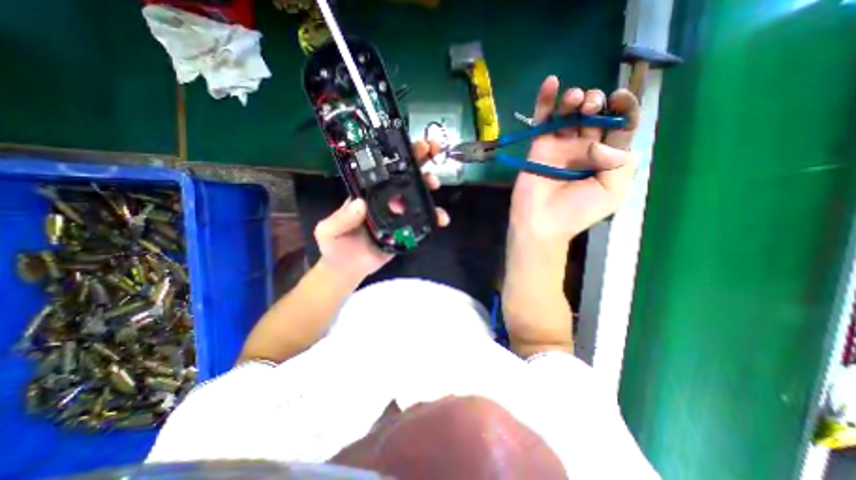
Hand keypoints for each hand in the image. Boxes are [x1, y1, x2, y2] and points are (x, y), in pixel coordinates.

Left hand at [313, 138, 448, 279]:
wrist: (348, 268)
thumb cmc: (335, 246)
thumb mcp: (329, 231)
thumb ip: (341, 219)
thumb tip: (360, 204)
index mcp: (367, 193)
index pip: (383, 170)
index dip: (397, 155)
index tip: (410, 144)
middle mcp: (385, 200)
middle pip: (404, 177)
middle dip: (419, 162)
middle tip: (432, 151)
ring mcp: (398, 214)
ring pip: (416, 196)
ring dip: (428, 188)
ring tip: (435, 185)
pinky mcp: (406, 229)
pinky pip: (422, 220)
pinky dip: (434, 217)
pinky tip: (441, 219)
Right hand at [508, 75, 642, 242]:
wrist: (541, 223)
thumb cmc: (576, 212)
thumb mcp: (612, 191)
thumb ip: (620, 162)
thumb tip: (604, 142)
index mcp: (606, 159)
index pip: (621, 126)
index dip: (624, 108)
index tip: (619, 98)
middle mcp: (585, 149)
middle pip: (595, 115)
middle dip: (597, 103)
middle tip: (591, 107)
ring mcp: (560, 147)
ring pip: (570, 115)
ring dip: (575, 99)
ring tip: (575, 100)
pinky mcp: (539, 147)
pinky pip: (543, 121)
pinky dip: (545, 101)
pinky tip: (551, 82)